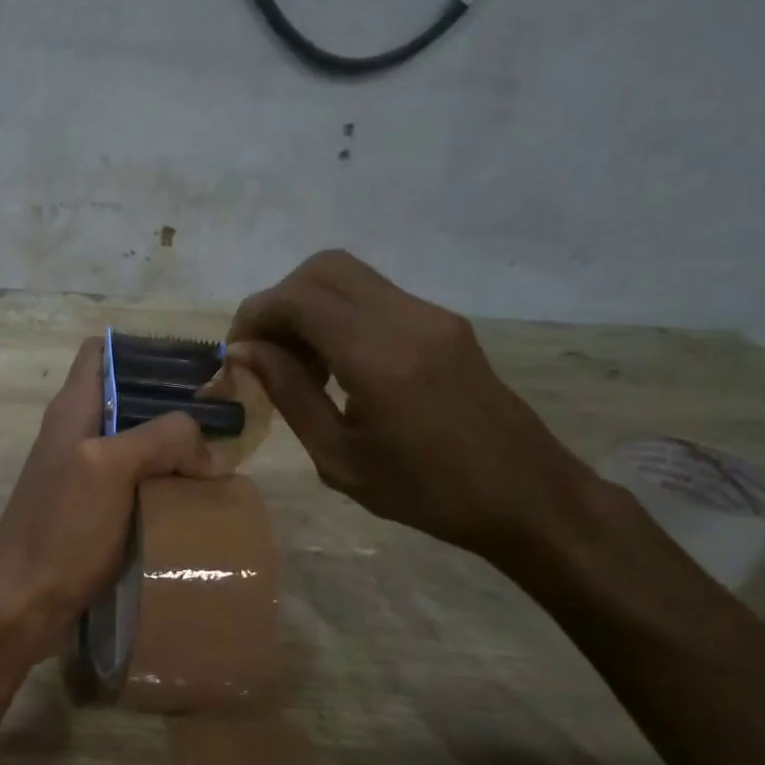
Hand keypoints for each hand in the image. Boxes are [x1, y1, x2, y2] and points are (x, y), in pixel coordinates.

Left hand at [0, 336, 213, 663]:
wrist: (22, 603)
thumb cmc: (62, 528)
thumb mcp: (111, 469)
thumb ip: (160, 439)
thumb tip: (207, 447)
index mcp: (73, 409)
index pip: (101, 352)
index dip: (143, 351)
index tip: (189, 369)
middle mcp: (75, 432)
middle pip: (127, 398)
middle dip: (171, 405)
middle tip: (219, 422)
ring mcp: (82, 473)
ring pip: (134, 443)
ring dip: (171, 449)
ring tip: (217, 461)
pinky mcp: (90, 510)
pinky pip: (133, 482)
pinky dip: (161, 483)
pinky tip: (192, 499)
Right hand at [227, 250, 596, 561]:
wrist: (527, 496)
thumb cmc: (426, 493)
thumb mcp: (340, 458)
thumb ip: (290, 394)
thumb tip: (245, 351)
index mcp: (379, 358)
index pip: (298, 298)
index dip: (255, 315)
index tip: (237, 352)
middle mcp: (407, 320)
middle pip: (323, 269)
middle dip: (279, 301)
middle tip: (265, 351)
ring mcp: (431, 316)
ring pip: (349, 276)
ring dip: (308, 306)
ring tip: (298, 363)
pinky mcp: (445, 323)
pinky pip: (375, 296)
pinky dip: (338, 315)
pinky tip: (336, 364)